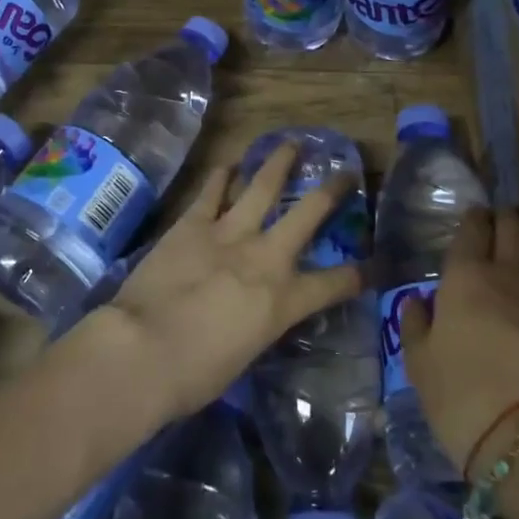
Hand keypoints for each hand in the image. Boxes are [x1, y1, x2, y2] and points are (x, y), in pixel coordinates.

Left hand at [73, 144, 362, 425]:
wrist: (143, 349)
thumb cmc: (195, 375)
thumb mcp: (245, 355)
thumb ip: (258, 325)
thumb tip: (253, 315)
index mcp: (283, 300)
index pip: (334, 284)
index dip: (359, 274)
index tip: (375, 264)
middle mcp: (265, 257)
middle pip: (308, 212)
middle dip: (332, 190)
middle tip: (345, 172)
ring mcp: (228, 233)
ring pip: (262, 185)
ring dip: (279, 162)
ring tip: (290, 143)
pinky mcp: (192, 223)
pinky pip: (212, 191)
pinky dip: (222, 176)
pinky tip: (228, 164)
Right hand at [398, 210, 518, 477]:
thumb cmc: (459, 393)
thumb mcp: (419, 362)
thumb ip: (416, 324)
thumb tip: (418, 301)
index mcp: (466, 276)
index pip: (474, 227)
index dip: (473, 218)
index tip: (472, 218)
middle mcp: (508, 276)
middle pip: (515, 227)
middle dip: (506, 219)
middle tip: (496, 227)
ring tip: (513, 262)